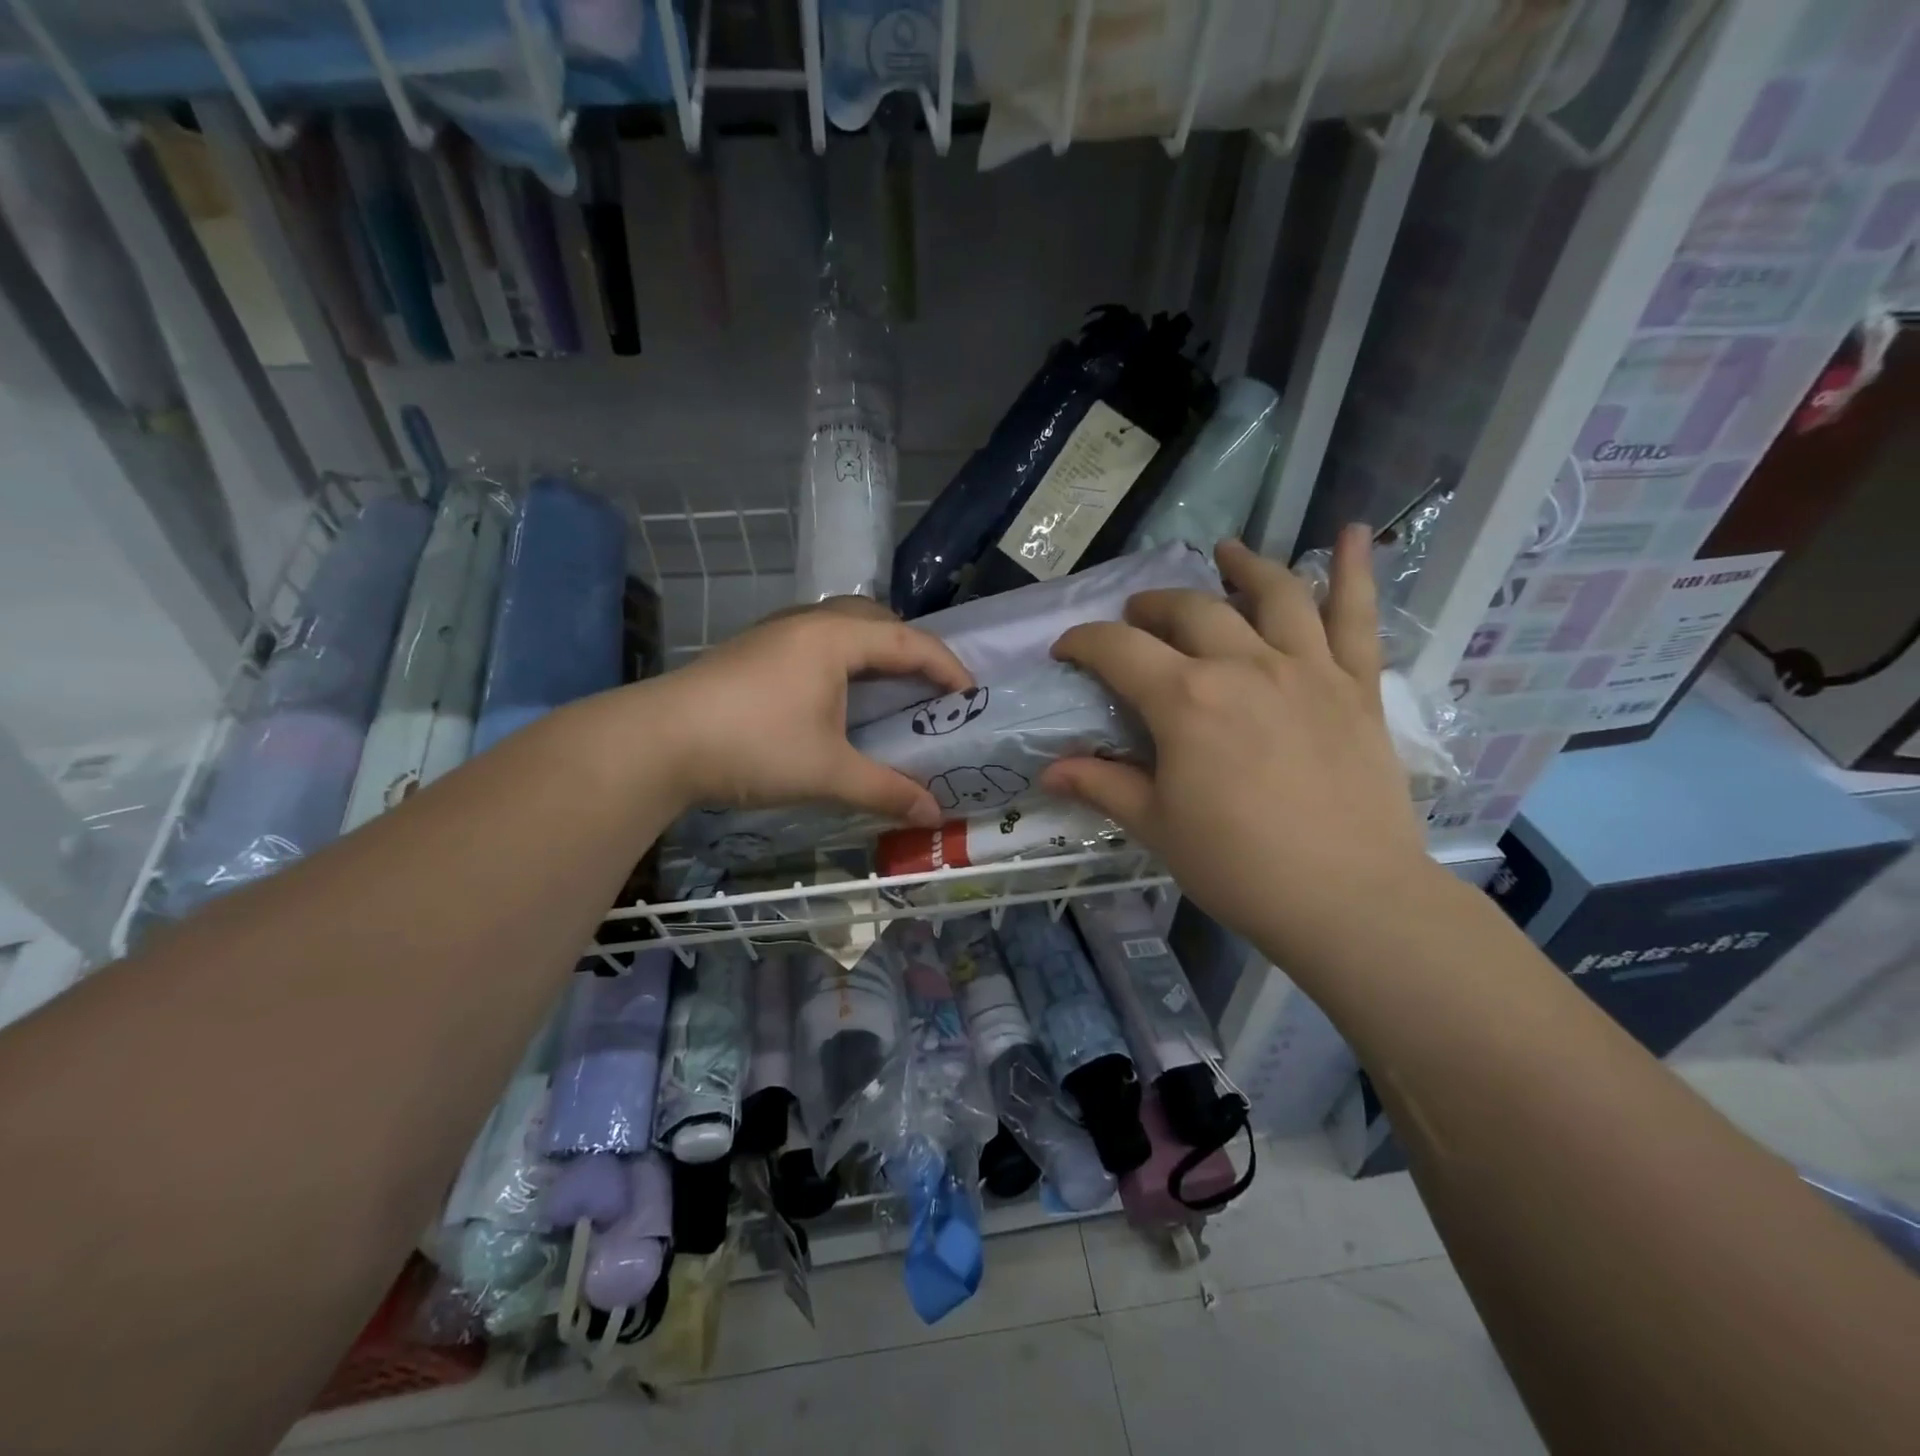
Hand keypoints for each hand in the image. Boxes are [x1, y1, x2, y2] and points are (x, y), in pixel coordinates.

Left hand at [655, 596, 970, 825]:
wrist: (656, 742)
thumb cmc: (752, 746)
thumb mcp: (828, 772)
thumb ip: (886, 790)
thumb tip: (934, 816)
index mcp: (834, 638)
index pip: (909, 642)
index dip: (947, 667)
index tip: (971, 696)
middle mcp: (808, 623)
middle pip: (876, 620)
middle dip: (910, 650)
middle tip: (928, 688)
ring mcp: (775, 633)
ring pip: (841, 627)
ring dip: (873, 651)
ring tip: (889, 689)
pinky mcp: (753, 651)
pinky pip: (816, 641)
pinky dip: (843, 659)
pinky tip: (836, 695)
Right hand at [1043, 531, 1431, 961]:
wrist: (1348, 900)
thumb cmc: (1239, 866)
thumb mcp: (1156, 826)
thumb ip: (1102, 786)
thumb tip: (1048, 771)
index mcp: (1186, 699)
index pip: (1118, 649)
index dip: (1084, 642)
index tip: (1066, 649)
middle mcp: (1244, 665)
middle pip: (1189, 611)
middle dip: (1150, 607)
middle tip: (1135, 618)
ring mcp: (1307, 668)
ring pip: (1273, 593)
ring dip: (1243, 566)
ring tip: (1225, 554)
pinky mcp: (1357, 685)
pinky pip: (1358, 616)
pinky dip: (1356, 570)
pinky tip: (1352, 533)